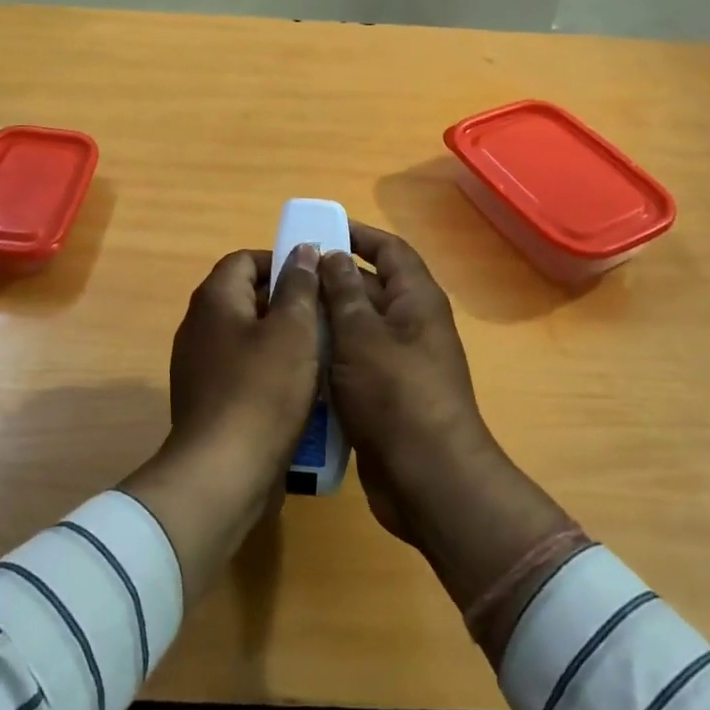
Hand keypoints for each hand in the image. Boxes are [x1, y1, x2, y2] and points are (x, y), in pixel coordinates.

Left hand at [121, 244, 320, 603]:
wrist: (222, 475)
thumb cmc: (262, 391)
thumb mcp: (293, 330)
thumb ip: (300, 286)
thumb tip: (302, 251)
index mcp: (214, 299)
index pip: (246, 259)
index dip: (282, 262)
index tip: (316, 280)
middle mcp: (199, 326)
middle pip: (247, 297)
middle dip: (288, 303)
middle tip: (326, 317)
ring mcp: (200, 366)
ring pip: (249, 337)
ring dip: (284, 341)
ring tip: (322, 353)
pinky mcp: (208, 401)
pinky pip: (244, 372)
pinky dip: (271, 373)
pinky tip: (302, 392)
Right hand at [320, 224, 576, 645]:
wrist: (427, 480)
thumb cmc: (395, 394)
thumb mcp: (361, 334)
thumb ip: (343, 292)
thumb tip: (332, 254)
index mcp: (416, 299)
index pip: (389, 250)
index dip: (358, 235)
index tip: (319, 229)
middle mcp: (412, 324)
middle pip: (370, 286)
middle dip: (331, 279)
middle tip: (284, 276)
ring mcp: (400, 362)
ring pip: (357, 327)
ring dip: (325, 320)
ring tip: (281, 314)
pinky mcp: (385, 395)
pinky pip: (353, 362)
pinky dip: (329, 356)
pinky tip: (295, 358)